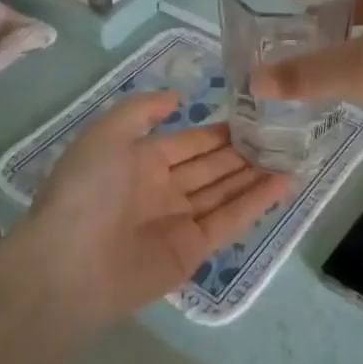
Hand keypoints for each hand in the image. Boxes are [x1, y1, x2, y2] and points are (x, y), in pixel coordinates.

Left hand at [28, 90, 290, 326]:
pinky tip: (283, 183)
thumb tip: (176, 98)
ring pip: (225, 191)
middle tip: (282, 134)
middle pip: (211, 166)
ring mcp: (179, 221)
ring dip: (255, 174)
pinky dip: (256, 202)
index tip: (254, 116)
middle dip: (243, 152)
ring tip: (291, 155)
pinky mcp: (193, 250)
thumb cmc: (87, 191)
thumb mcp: (106, 134)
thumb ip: (141, 110)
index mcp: (140, 162)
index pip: (189, 142)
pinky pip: (229, 220)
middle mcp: (163, 189)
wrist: (70, 265)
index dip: (219, 131)